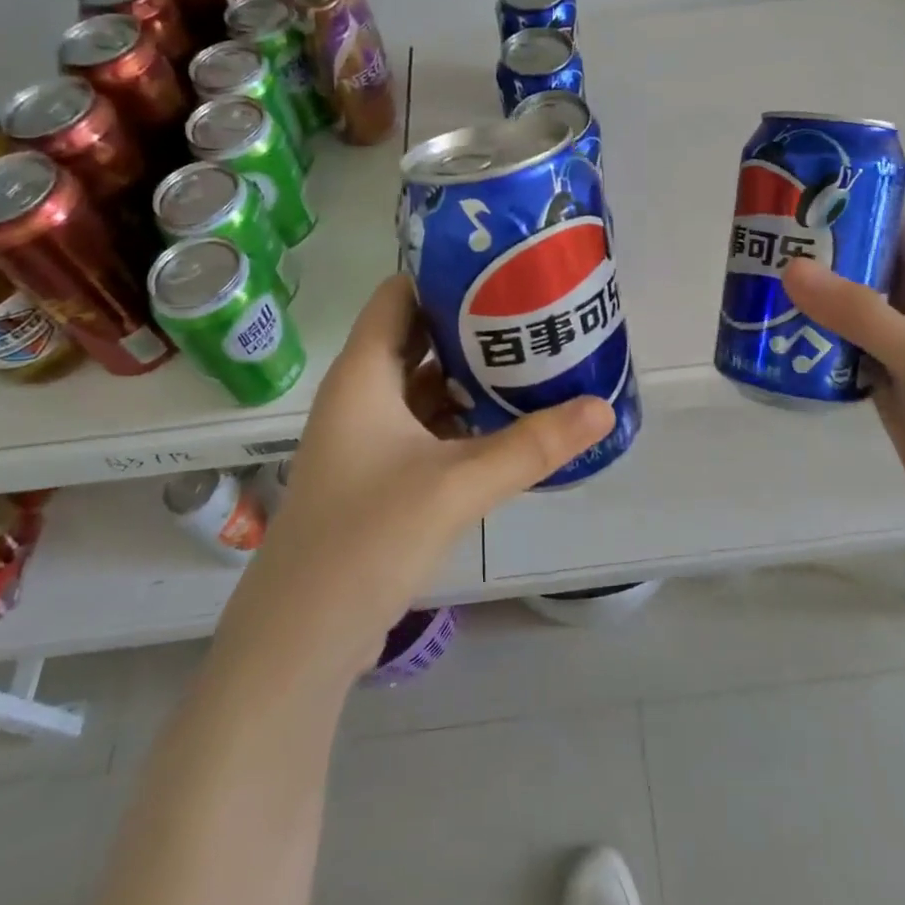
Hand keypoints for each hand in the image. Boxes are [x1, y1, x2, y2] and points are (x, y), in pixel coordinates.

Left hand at [240, 274, 614, 675]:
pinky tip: (508, 423)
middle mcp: (361, 396)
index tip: (501, 267)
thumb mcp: (456, 485)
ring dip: (471, 375)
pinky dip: (463, 419)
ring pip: (425, 386)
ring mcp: (368, 439)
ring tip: (532, 358)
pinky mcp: (380, 476)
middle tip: (533, 310)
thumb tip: (602, 408)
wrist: (302, 637)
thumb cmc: (366, 538)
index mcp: (363, 375)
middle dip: (471, 324)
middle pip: (418, 338)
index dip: (443, 275)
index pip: (398, 296)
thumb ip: (532, 446)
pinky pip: (427, 427)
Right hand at [782, 214, 904, 537]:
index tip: (800, 189)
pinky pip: (836, 347)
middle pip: (860, 262)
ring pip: (844, 306)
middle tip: (761, 237)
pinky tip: (773, 336)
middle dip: (817, 247)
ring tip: (754, 280)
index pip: (895, 223)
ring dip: (807, 294)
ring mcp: (895, 346)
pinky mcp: (879, 381)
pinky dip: (808, 338)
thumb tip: (790, 268)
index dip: (855, 199)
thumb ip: (859, 312)